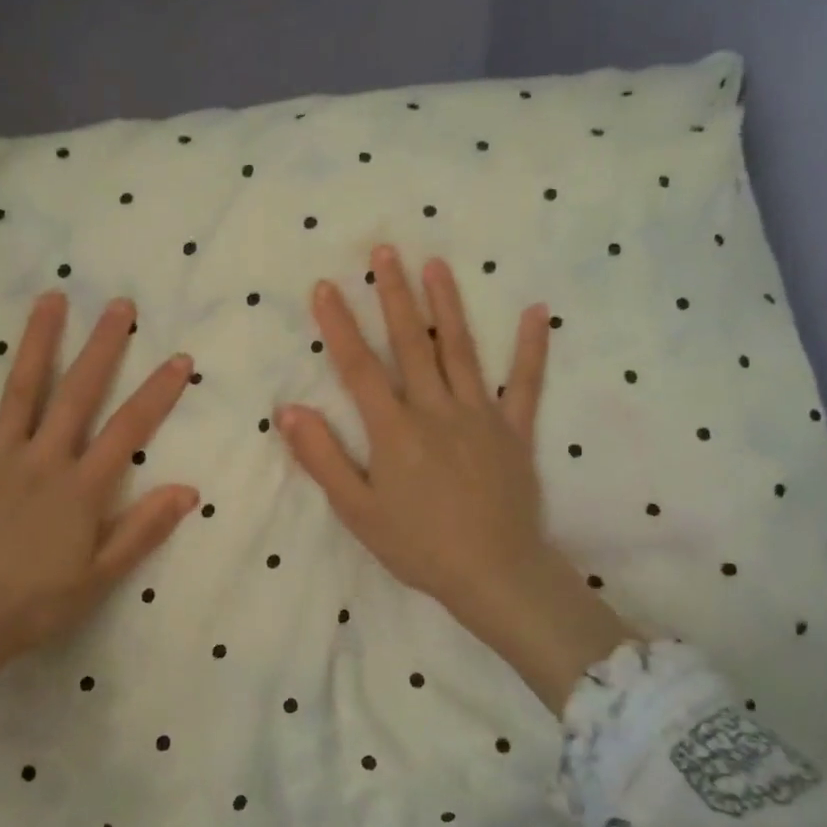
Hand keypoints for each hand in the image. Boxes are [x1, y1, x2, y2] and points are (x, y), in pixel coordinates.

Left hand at [0, 290, 199, 701]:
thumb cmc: (32, 606)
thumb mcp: (98, 578)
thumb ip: (142, 530)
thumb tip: (188, 490)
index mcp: (81, 488)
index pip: (129, 430)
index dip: (158, 392)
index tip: (178, 358)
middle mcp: (43, 459)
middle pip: (79, 394)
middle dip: (103, 347)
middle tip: (120, 305)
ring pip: (22, 389)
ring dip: (38, 341)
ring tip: (52, 298)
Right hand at [278, 247, 629, 708]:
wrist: (494, 575)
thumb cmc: (418, 546)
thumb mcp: (357, 510)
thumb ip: (323, 458)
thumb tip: (290, 410)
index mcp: (395, 430)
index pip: (359, 367)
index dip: (339, 325)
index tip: (326, 286)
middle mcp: (436, 410)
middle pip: (410, 343)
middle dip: (394, 295)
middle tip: (385, 251)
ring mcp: (480, 416)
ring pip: (460, 350)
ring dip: (446, 305)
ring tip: (436, 264)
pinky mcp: (515, 431)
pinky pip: (524, 384)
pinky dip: (531, 348)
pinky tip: (537, 312)